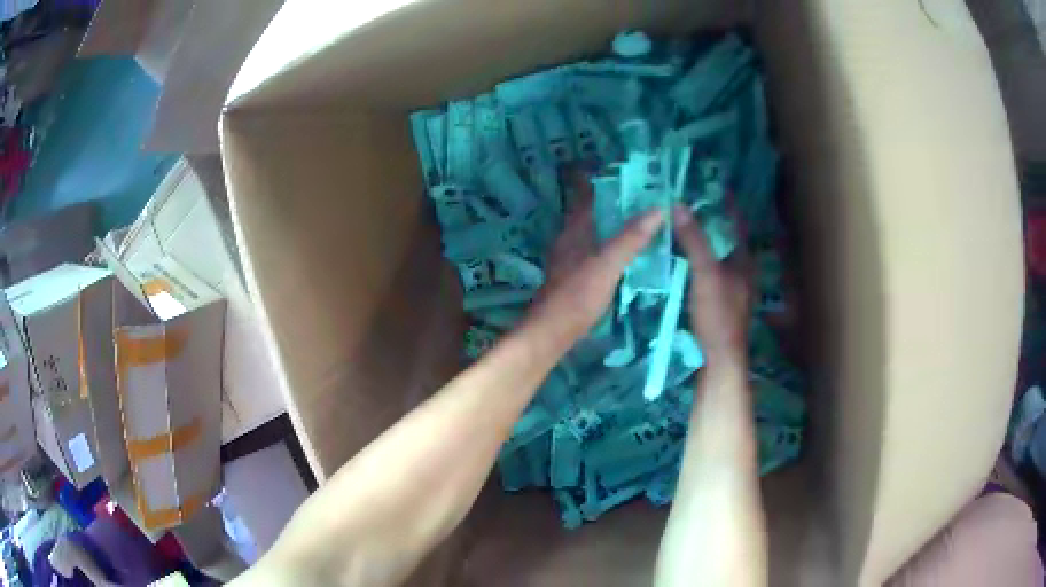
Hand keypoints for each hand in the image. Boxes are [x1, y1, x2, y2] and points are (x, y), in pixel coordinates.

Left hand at [526, 171, 662, 349]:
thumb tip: (657, 209)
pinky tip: (621, 254)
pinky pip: (592, 251)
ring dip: (608, 224)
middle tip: (636, 194)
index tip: (615, 168)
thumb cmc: (577, 296)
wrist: (551, 332)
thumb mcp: (608, 265)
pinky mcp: (571, 277)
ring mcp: (568, 259)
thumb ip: (630, 238)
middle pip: (588, 212)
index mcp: (575, 230)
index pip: (584, 195)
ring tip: (634, 220)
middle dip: (608, 201)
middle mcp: (568, 240)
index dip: (595, 179)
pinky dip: (606, 245)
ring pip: (590, 232)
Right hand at [672, 204, 750, 367]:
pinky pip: (707, 272)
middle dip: (709, 221)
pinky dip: (696, 260)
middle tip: (687, 202)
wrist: (719, 359)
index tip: (710, 185)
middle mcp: (741, 271)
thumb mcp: (705, 274)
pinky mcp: (719, 303)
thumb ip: (694, 241)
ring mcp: (731, 289)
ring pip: (716, 256)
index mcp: (744, 261)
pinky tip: (680, 259)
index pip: (736, 224)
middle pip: (726, 239)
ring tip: (680, 225)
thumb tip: (679, 205)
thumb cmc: (717, 315)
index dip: (725, 204)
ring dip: (701, 241)